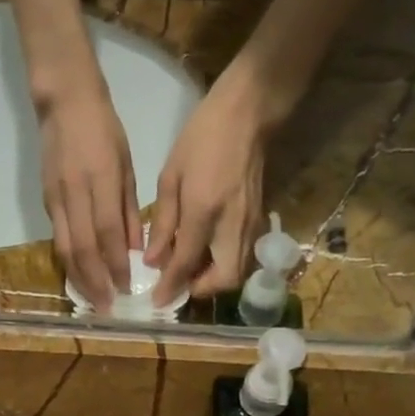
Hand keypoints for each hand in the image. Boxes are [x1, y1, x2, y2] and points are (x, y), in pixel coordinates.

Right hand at [38, 85, 141, 307]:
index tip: (126, 289)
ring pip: (66, 249)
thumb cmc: (104, 130)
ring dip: (79, 280)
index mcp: (100, 181)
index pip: (108, 233)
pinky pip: (58, 239)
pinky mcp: (46, 201)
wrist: (64, 102)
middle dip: (96, 282)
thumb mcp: (126, 165)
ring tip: (92, 301)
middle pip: (83, 249)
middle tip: (107, 307)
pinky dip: (69, 263)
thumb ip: (129, 210)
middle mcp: (75, 194)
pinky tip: (79, 278)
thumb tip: (136, 250)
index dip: (116, 265)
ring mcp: (56, 199)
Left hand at [147, 68, 269, 304]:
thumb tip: (154, 260)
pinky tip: (208, 255)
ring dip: (214, 281)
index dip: (170, 287)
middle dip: (201, 290)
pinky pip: (243, 257)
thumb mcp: (171, 176)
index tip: (157, 301)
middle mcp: (231, 225)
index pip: (185, 263)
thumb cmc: (203, 138)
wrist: (248, 114)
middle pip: (224, 279)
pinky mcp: (260, 221)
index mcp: (204, 211)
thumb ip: (163, 223)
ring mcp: (251, 224)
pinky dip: (225, 265)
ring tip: (191, 271)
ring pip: (238, 272)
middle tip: (180, 285)